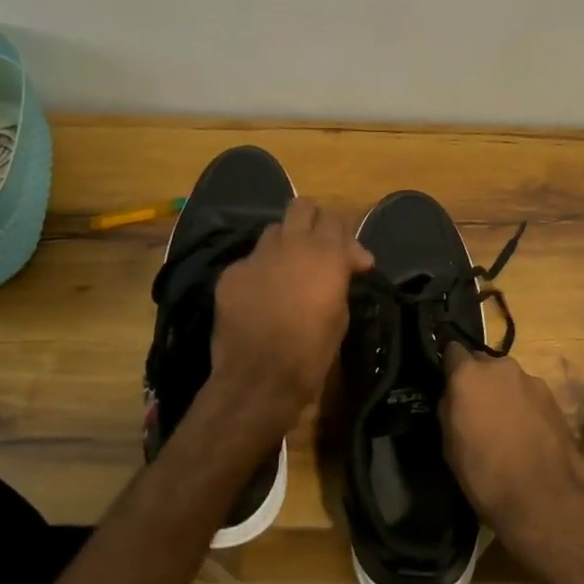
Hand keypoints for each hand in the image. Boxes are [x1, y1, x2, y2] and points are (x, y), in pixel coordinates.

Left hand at [210, 198, 372, 426]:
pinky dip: (260, 271)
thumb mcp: (340, 314)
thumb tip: (347, 265)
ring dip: (285, 243)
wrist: (260, 377)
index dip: (344, 235)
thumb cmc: (312, 351)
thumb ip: (340, 279)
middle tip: (317, 245)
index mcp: (326, 254)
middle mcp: (292, 244)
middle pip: (302, 206)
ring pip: (274, 230)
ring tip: (287, 267)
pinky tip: (261, 294)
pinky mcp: (232, 272)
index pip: (337, 218)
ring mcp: (257, 256)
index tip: (351, 259)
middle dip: (312, 220)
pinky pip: (250, 260)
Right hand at [439, 347, 583, 555]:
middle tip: (475, 408)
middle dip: (478, 380)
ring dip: (502, 393)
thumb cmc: (483, 472)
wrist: (541, 496)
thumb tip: (453, 396)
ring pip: (508, 379)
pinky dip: (523, 406)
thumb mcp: (449, 443)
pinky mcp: (553, 397)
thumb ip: (449, 408)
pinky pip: (528, 394)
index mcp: (469, 374)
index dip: (449, 365)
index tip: (447, 381)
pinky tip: (525, 432)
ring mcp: (530, 380)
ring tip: (503, 425)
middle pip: (483, 363)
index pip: (452, 350)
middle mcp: (500, 367)